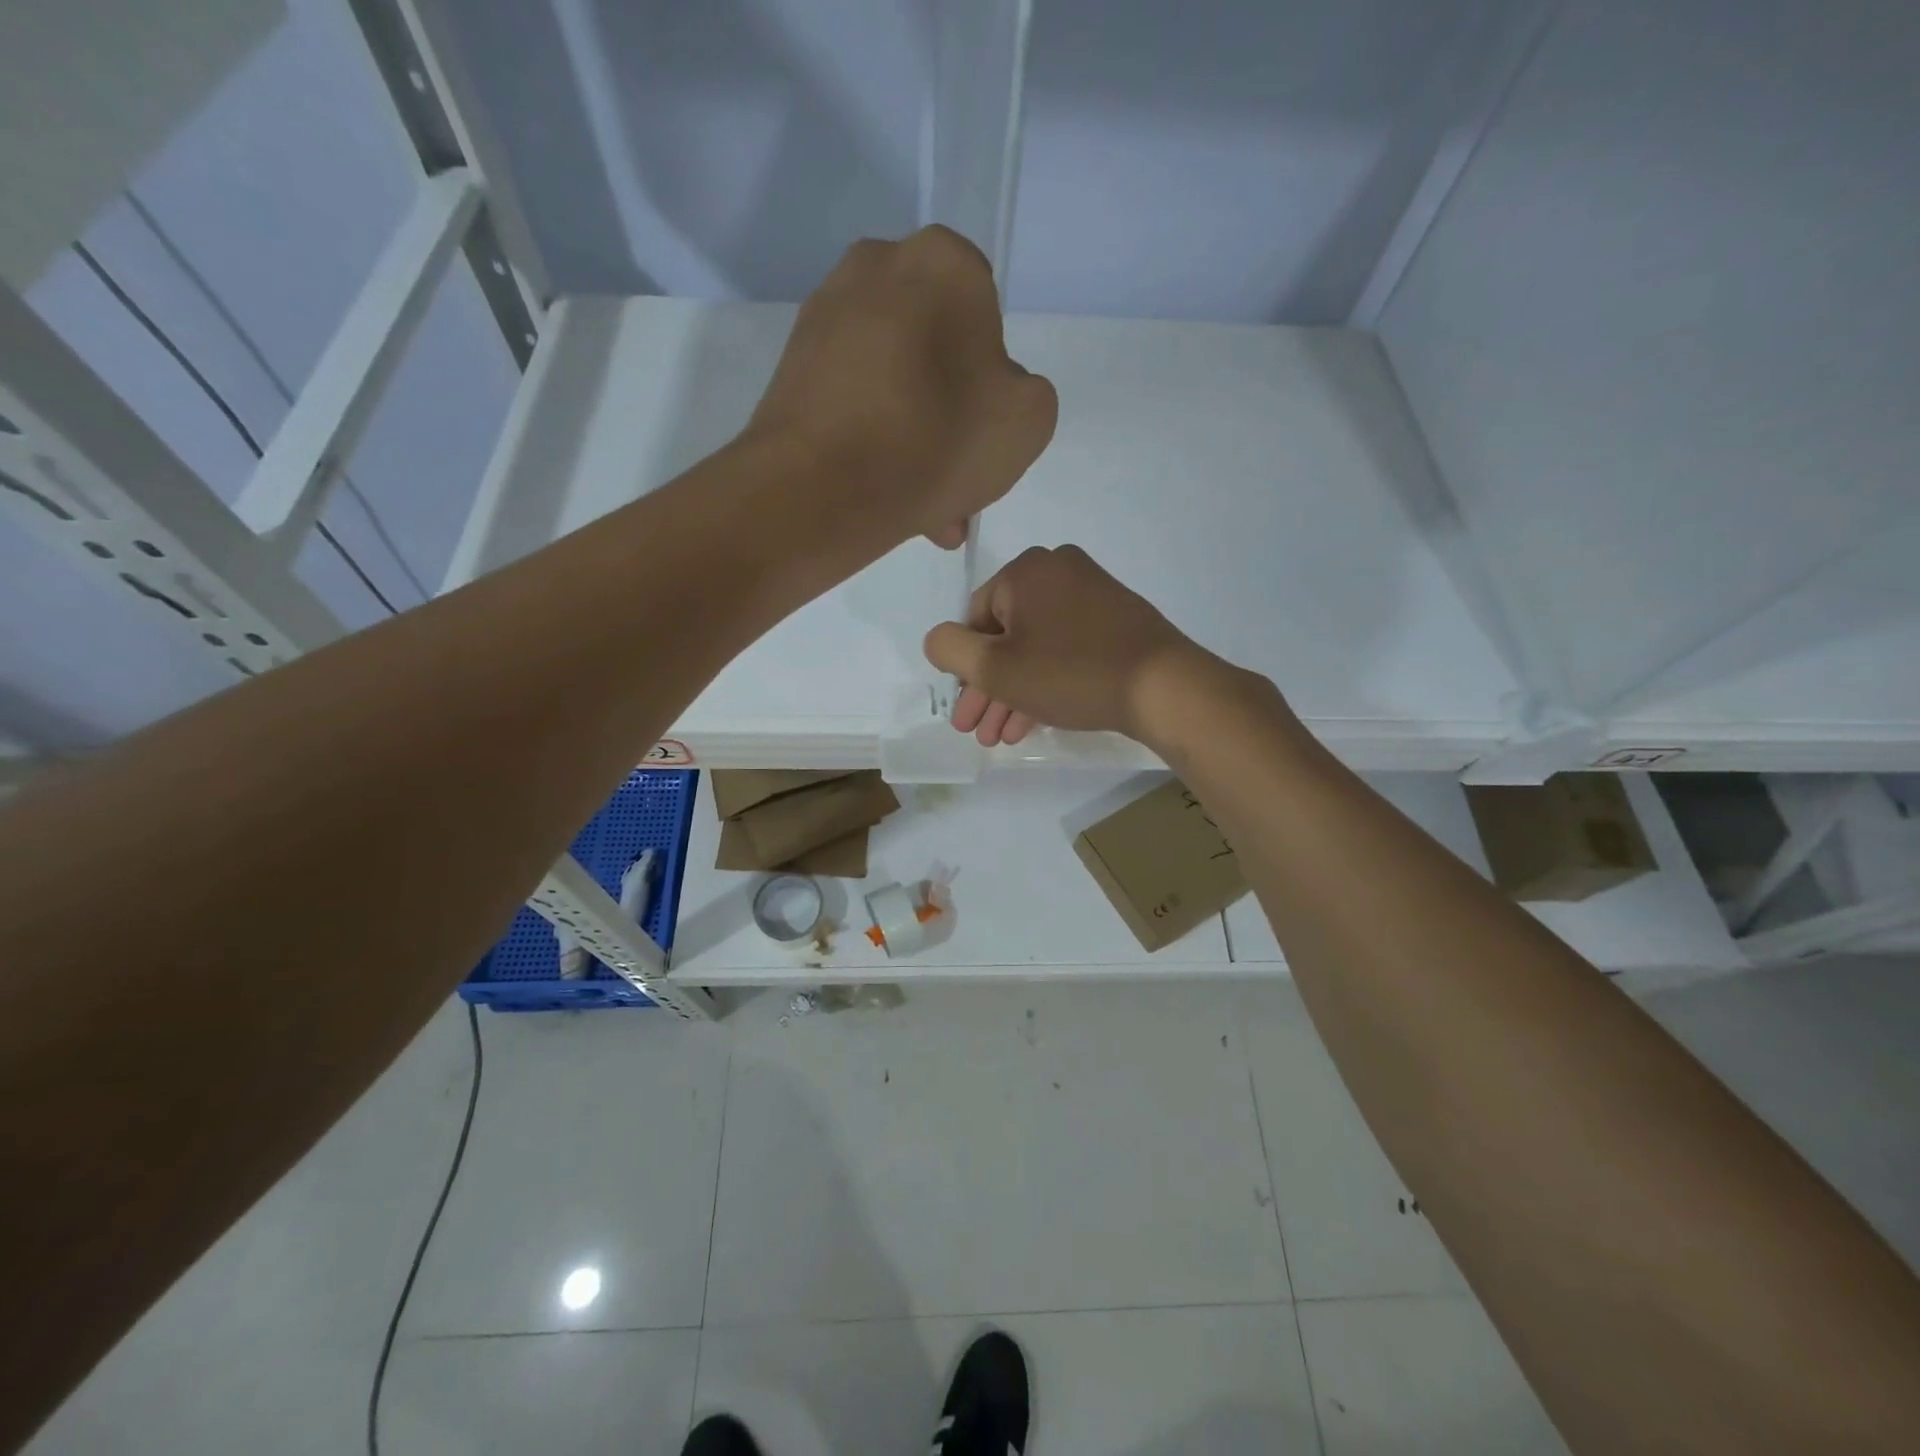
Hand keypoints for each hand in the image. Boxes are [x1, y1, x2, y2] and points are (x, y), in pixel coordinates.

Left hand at [745, 226, 1057, 549]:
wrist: (820, 492)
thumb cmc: (936, 443)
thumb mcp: (1028, 421)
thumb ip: (1024, 391)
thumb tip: (983, 393)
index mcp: (943, 261)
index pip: (984, 313)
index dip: (989, 377)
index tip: (981, 428)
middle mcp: (876, 266)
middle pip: (933, 348)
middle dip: (948, 413)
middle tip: (953, 475)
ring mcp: (824, 315)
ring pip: (892, 380)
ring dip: (913, 436)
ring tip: (922, 504)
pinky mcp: (791, 364)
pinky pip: (853, 399)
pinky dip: (871, 439)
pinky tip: (884, 492)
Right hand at [924, 545, 1235, 746]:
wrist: (1163, 687)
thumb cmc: (1071, 674)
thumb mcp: (996, 668)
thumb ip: (951, 649)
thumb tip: (939, 639)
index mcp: (1026, 571)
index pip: (975, 619)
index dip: (964, 670)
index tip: (964, 712)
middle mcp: (1058, 570)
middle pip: (1006, 636)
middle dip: (988, 690)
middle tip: (979, 732)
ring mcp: (1092, 593)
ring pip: (1037, 647)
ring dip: (1015, 693)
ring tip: (1003, 737)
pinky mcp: (1116, 619)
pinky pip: (1066, 648)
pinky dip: (1047, 681)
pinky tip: (1035, 720)